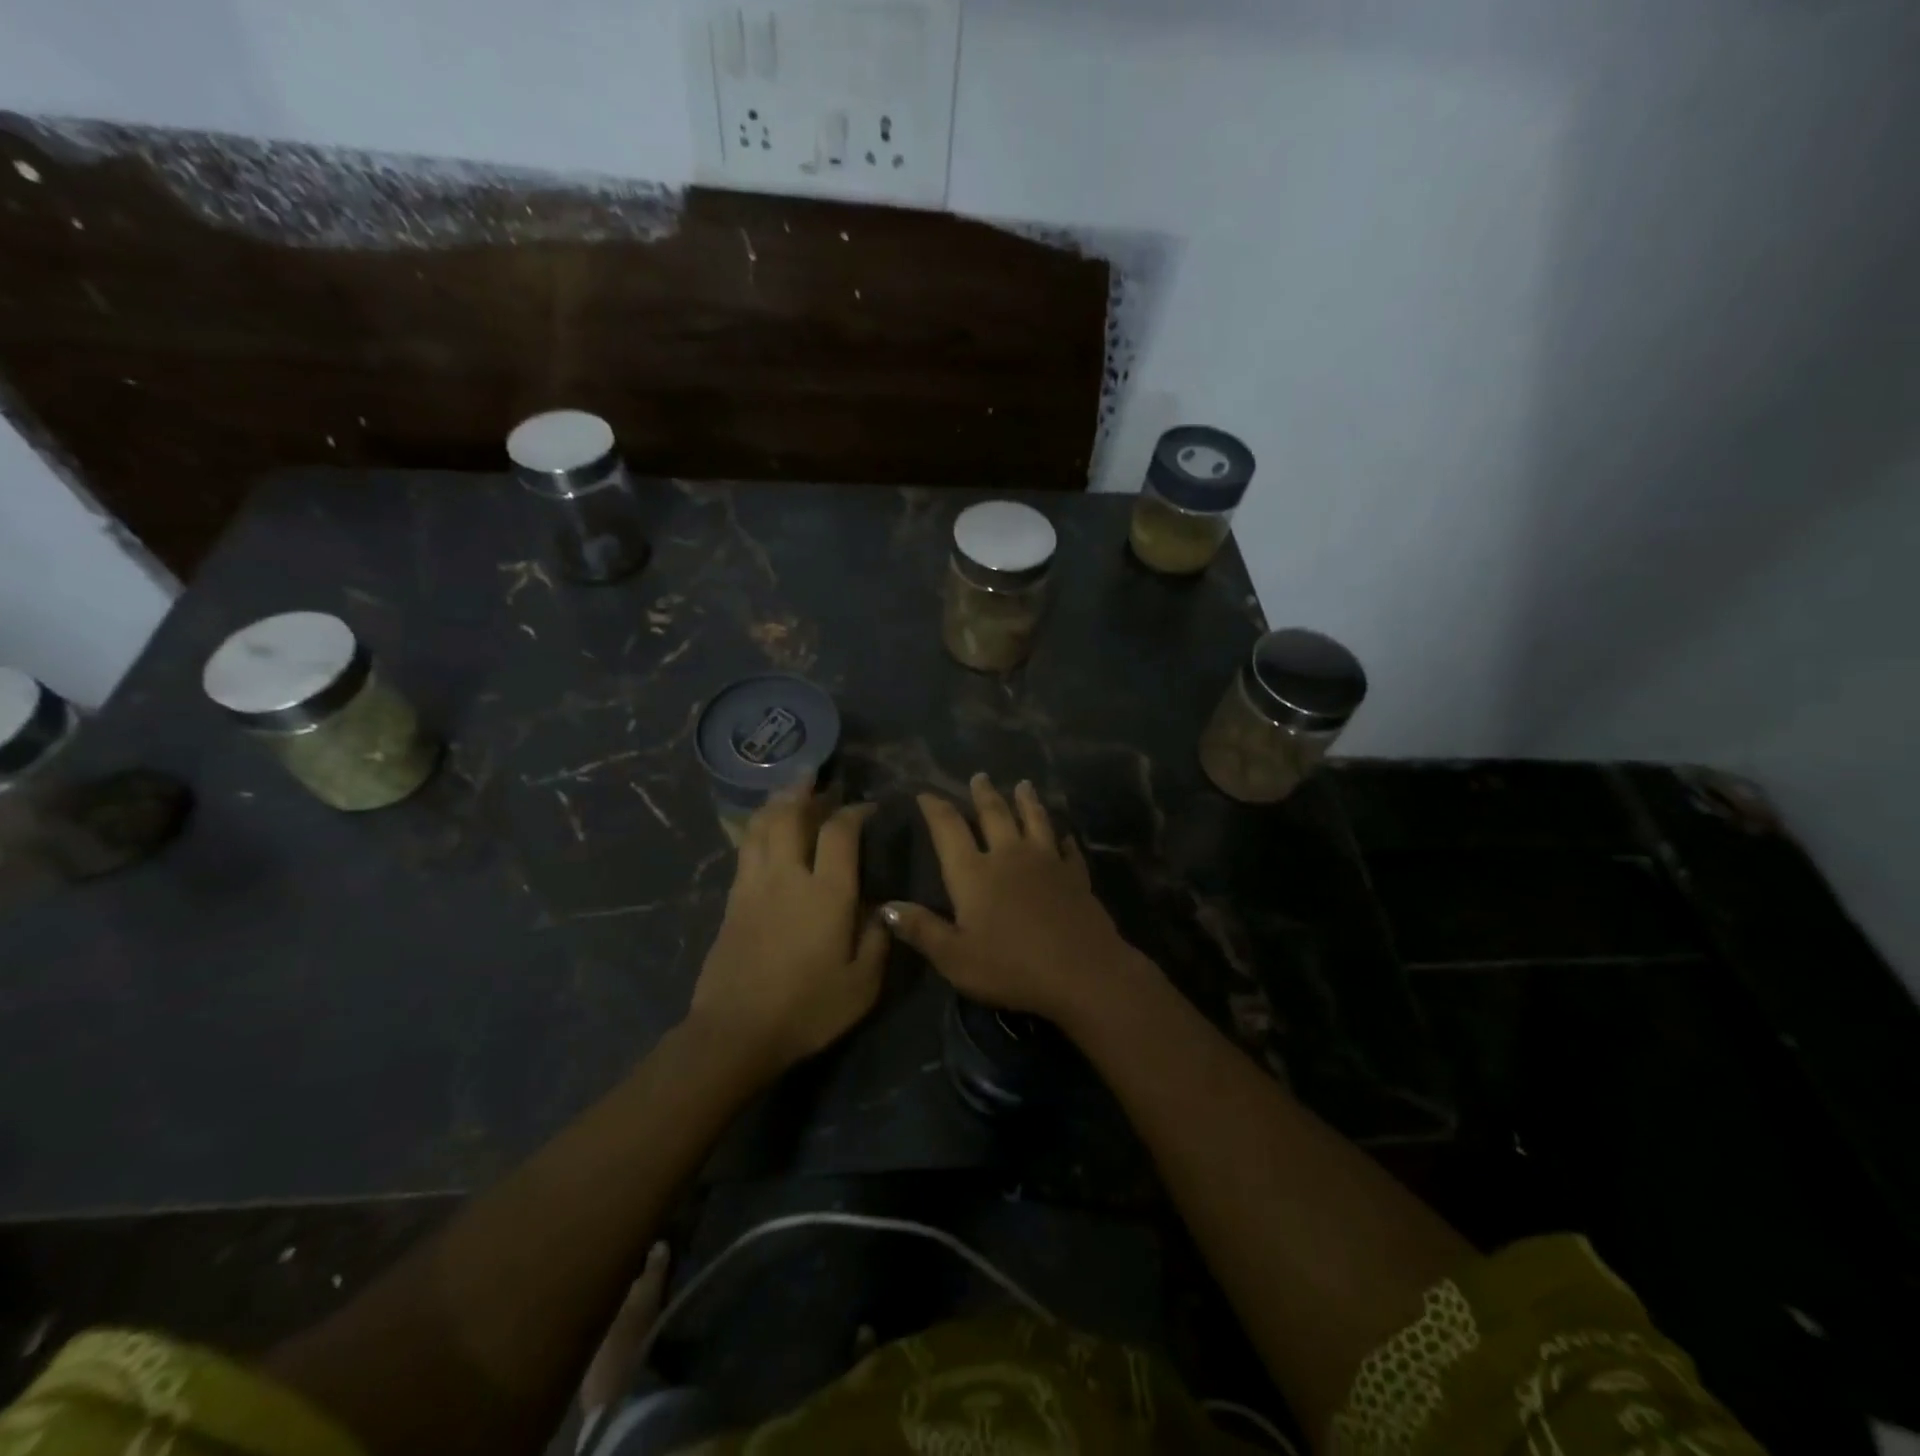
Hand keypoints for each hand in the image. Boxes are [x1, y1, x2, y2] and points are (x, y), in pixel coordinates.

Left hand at [689, 777, 888, 1080]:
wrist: (736, 1032)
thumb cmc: (808, 1009)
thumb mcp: (863, 984)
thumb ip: (878, 938)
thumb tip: (880, 906)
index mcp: (827, 893)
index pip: (840, 832)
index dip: (855, 811)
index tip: (868, 806)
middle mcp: (789, 877)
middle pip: (792, 815)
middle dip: (806, 790)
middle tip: (817, 774)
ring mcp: (755, 885)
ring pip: (762, 826)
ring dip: (778, 801)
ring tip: (790, 788)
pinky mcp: (732, 900)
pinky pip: (745, 848)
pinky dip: (757, 827)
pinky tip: (764, 827)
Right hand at [881, 774, 1146, 1026]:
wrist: (1081, 971)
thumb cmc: (1010, 966)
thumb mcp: (955, 957)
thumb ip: (922, 929)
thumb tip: (886, 906)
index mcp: (973, 873)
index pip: (948, 829)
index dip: (935, 808)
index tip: (925, 793)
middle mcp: (1008, 856)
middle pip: (994, 814)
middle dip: (983, 794)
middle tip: (979, 775)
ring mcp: (1046, 861)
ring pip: (1034, 820)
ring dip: (1027, 801)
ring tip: (1023, 785)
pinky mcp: (1075, 875)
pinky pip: (1067, 849)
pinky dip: (1063, 838)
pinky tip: (1064, 835)